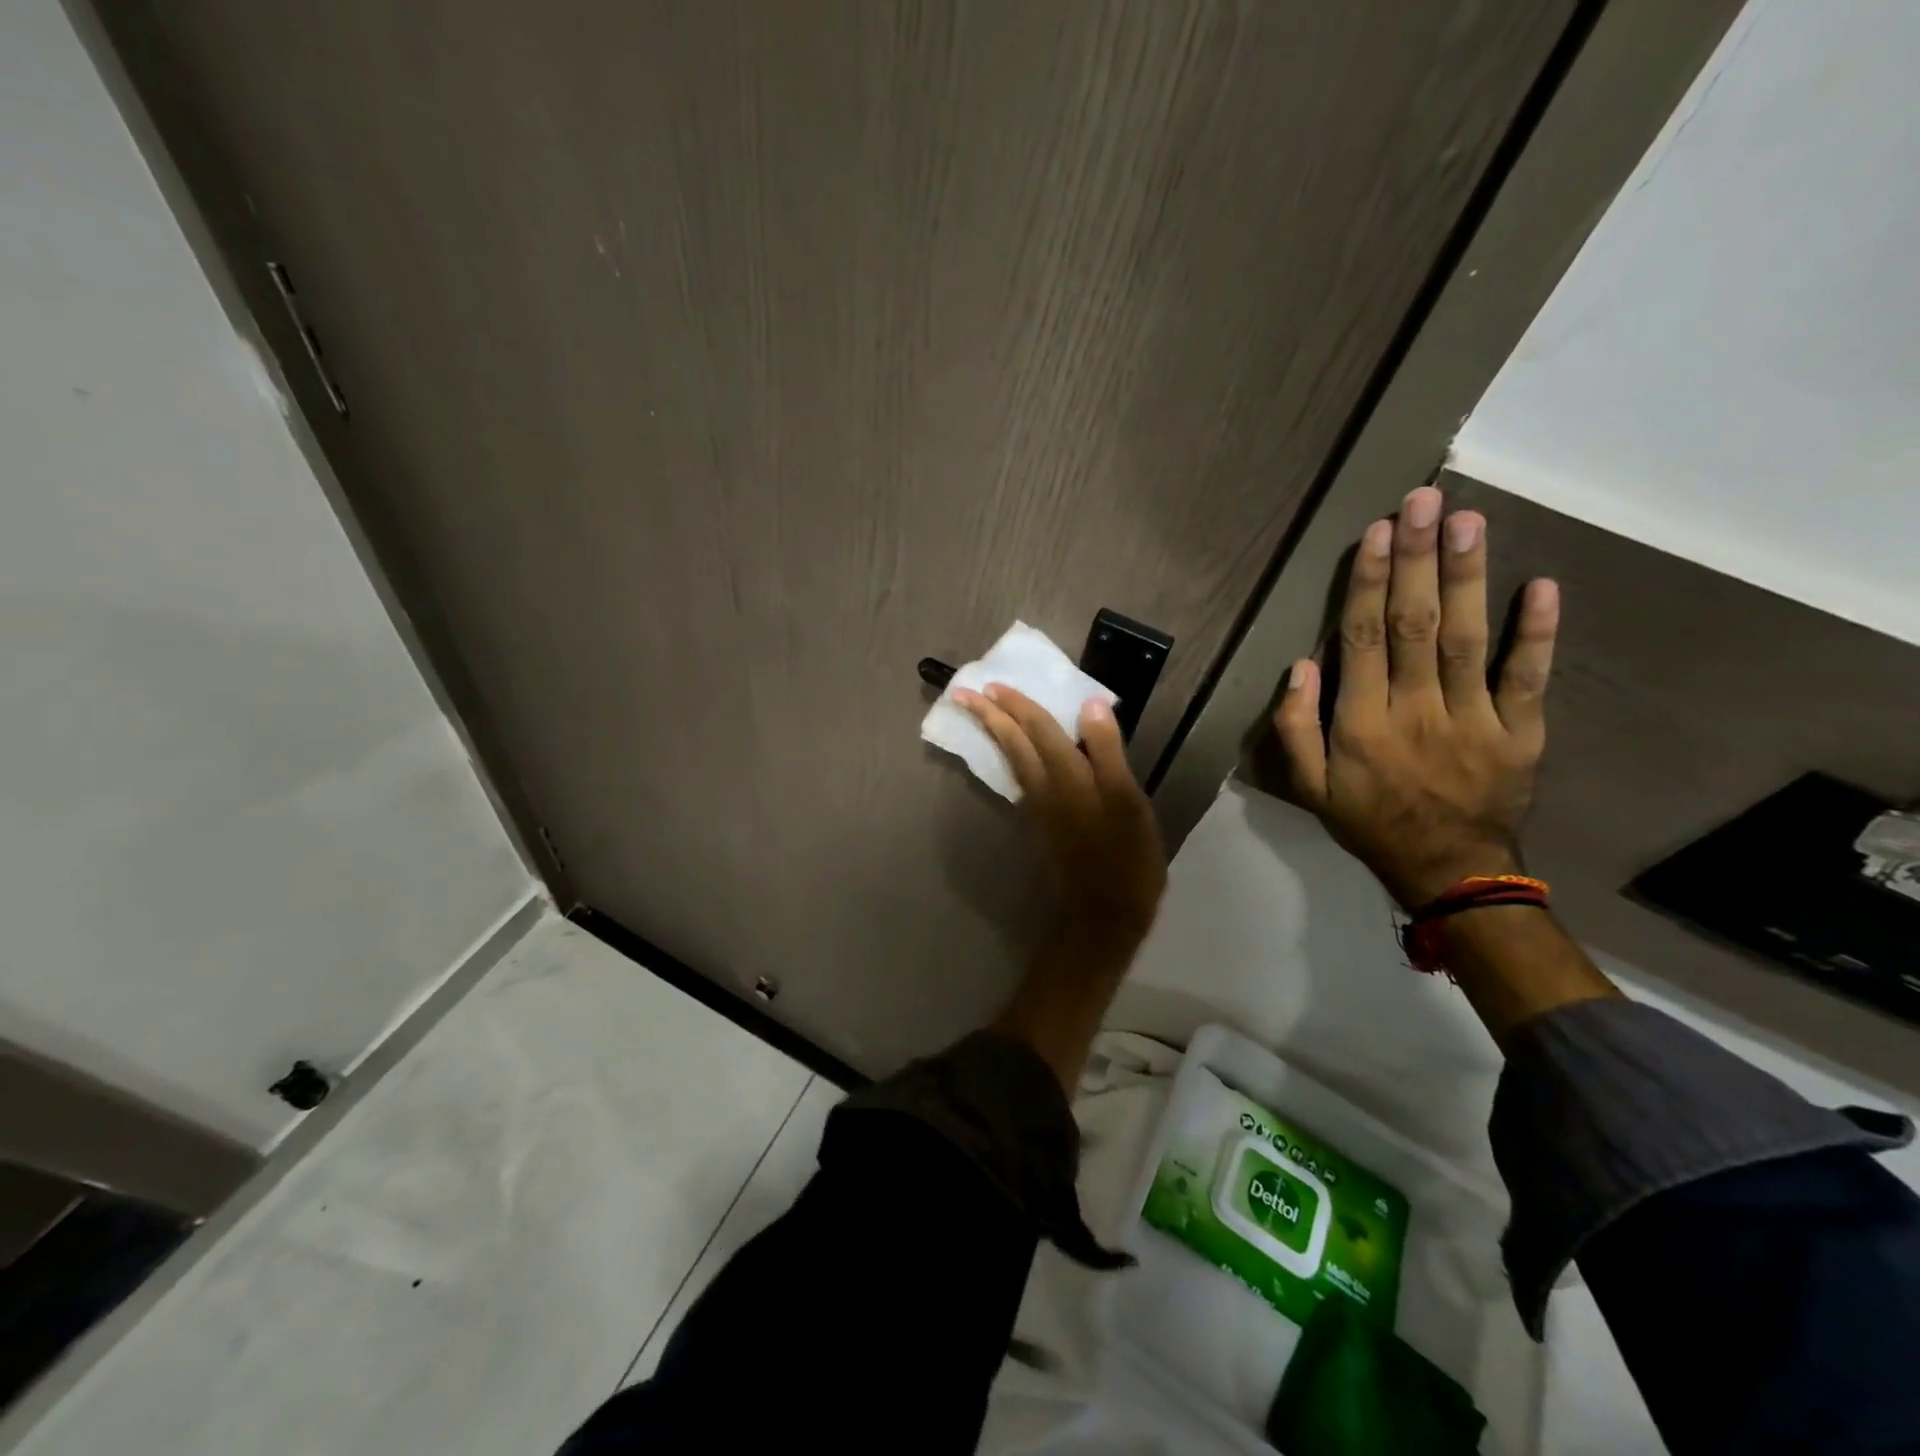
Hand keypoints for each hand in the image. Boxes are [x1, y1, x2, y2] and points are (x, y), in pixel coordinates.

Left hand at [954, 684, 1166, 950]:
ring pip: (1012, 760)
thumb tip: (1090, 706)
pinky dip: (1010, 757)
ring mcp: (1040, 807)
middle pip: (1014, 743)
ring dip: (995, 733)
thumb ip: (1107, 752)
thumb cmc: (1127, 856)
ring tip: (981, 714)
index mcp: (1069, 777)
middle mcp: (1046, 788)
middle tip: (965, 693)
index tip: (991, 684)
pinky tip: (1011, 754)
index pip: (1038, 729)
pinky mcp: (1041, 823)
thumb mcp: (1128, 801)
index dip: (1017, 705)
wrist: (1105, 912)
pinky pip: (1019, 778)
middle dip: (990, 716)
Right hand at [1273, 486, 1560, 909]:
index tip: (1377, 533)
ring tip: (1467, 521)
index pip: (1362, 640)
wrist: (1448, 870)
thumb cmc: (1369, 821)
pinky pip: (1529, 677)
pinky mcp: (1521, 732)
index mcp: (1361, 724)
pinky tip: (1541, 585)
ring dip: (1468, 577)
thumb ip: (1294, 727)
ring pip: (1469, 639)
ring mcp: (1474, 720)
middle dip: (1417, 560)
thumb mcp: (1308, 787)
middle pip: (1415, 625)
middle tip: (1423, 500)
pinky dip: (1538, 632)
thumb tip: (1300, 665)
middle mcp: (1416, 711)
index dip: (1368, 583)